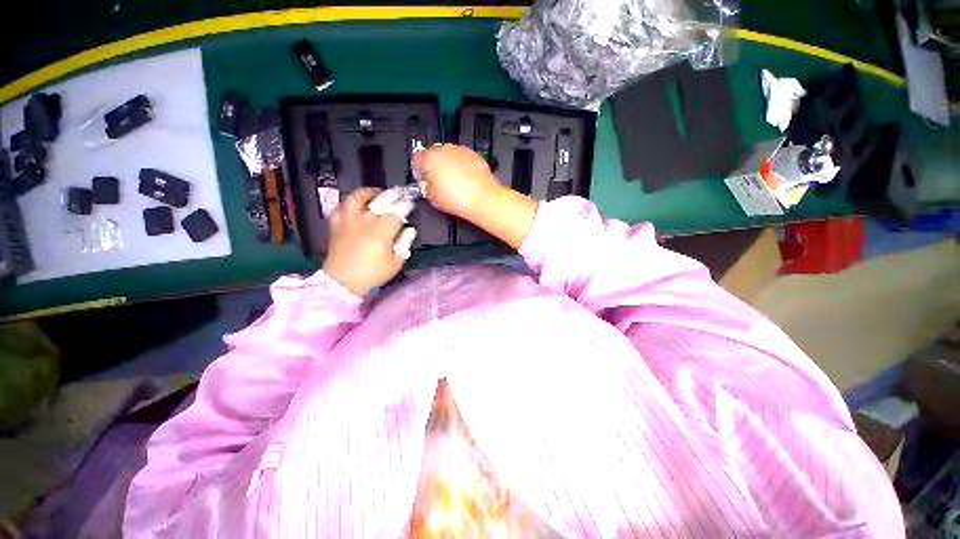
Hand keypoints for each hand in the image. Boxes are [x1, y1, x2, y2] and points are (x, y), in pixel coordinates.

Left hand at [323, 188, 407, 296]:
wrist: (343, 282)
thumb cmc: (373, 273)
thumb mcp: (396, 262)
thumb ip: (404, 244)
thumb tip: (409, 231)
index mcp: (382, 230)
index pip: (398, 211)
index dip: (406, 205)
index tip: (411, 203)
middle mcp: (365, 220)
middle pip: (381, 199)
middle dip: (393, 194)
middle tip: (400, 193)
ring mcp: (349, 221)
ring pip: (356, 198)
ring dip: (368, 193)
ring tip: (374, 193)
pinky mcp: (336, 225)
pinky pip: (340, 208)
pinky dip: (348, 205)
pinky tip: (354, 207)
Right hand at [414, 144, 503, 222]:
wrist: (483, 199)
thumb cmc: (460, 199)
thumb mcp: (432, 197)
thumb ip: (424, 186)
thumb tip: (426, 185)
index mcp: (430, 158)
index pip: (416, 158)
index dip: (418, 171)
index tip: (422, 179)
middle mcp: (445, 150)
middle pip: (433, 154)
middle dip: (433, 166)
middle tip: (437, 182)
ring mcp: (460, 151)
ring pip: (448, 155)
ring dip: (447, 165)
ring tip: (452, 183)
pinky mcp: (473, 155)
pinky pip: (462, 159)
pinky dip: (460, 166)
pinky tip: (462, 181)